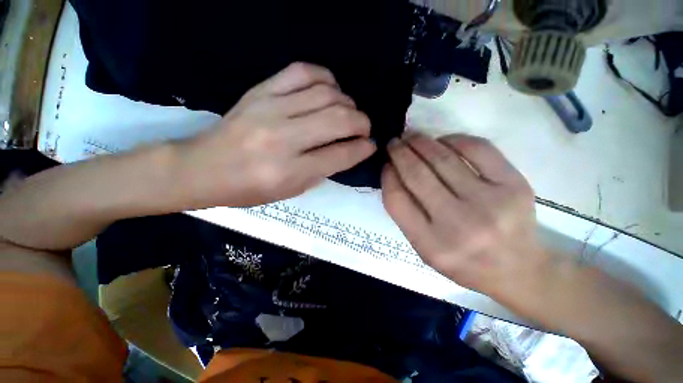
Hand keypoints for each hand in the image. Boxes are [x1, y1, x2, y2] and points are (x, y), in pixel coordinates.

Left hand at [178, 63, 375, 206]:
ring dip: (347, 102)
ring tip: (348, 112)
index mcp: (290, 171)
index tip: (371, 145)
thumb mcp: (291, 191)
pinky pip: (302, 71)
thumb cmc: (249, 189)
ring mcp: (270, 109)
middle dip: (362, 123)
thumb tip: (349, 150)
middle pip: (338, 120)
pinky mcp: (260, 90)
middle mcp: (283, 138)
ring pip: (326, 94)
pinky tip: (330, 89)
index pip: (340, 155)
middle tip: (364, 129)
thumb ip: (323, 170)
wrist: (203, 168)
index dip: (363, 149)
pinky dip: (325, 77)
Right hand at [382, 132, 548, 307]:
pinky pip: (478, 149)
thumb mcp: (424, 248)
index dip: (387, 176)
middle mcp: (458, 223)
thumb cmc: (464, 261)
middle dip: (400, 152)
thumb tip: (394, 173)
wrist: (518, 269)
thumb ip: (405, 214)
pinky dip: (454, 139)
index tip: (386, 164)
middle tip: (394, 142)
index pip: (396, 199)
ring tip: (411, 136)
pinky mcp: (515, 185)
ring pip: (443, 158)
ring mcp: (490, 202)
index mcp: (431, 243)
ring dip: (421, 142)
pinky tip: (443, 140)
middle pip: (417, 175)